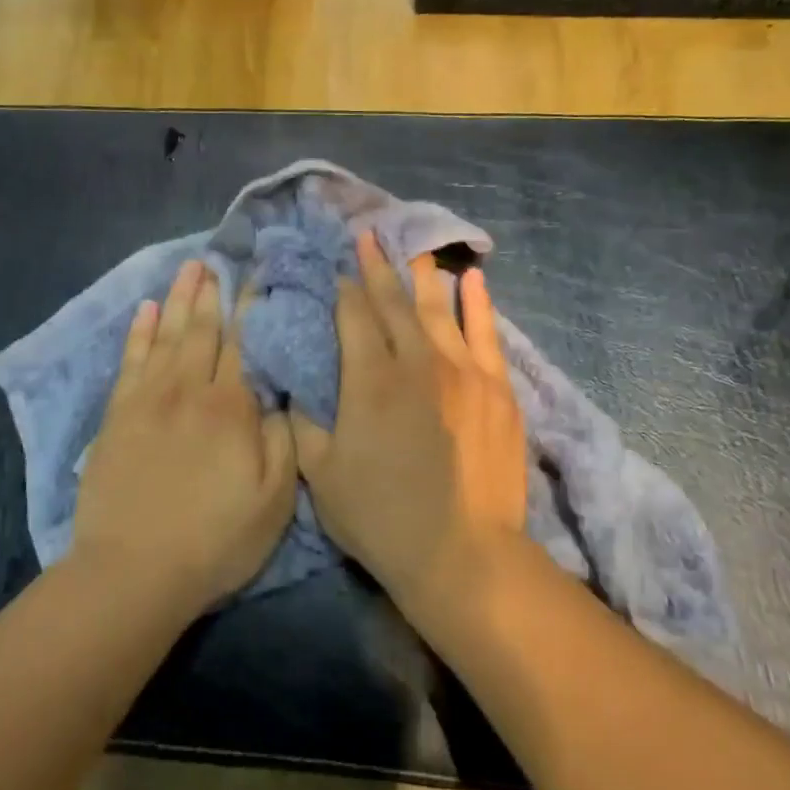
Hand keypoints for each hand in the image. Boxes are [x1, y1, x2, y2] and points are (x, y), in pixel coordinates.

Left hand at [75, 260, 296, 610]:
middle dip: (212, 291)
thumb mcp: (273, 499)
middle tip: (217, 258)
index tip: (258, 275)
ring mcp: (148, 398)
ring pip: (167, 334)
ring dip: (180, 298)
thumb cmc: (214, 539)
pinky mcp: (118, 414)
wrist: (133, 571)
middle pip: (203, 329)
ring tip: (189, 268)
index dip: (252, 306)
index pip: (245, 342)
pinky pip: (131, 359)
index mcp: (231, 406)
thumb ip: (281, 438)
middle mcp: (189, 389)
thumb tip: (278, 393)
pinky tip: (146, 309)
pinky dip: (139, 331)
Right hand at [289, 231, 527, 611]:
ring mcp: (462, 371)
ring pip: (438, 309)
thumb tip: (293, 389)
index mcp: (370, 379)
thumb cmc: (381, 516)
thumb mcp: (321, 474)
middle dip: (378, 267)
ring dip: (422, 276)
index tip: (340, 267)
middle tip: (369, 236)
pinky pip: (486, 332)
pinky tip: (473, 279)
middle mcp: (416, 361)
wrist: (462, 553)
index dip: (345, 288)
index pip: (354, 316)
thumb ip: (303, 424)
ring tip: (413, 247)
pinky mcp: (496, 388)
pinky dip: (478, 303)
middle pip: (394, 303)